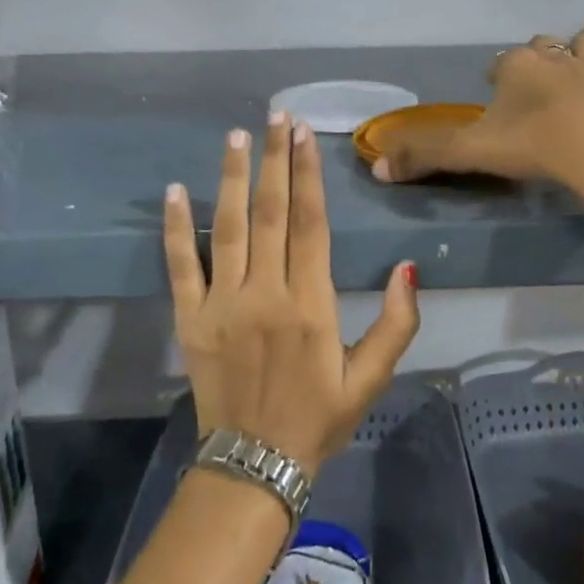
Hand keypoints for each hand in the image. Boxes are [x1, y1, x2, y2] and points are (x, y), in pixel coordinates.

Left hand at [164, 113, 419, 474]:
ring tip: (235, 137)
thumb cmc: (318, 418)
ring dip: (232, 179)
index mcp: (311, 304)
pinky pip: (181, 266)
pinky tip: (175, 191)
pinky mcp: (191, 320)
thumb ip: (396, 323)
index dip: (307, 175)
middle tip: (275, 117)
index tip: (304, 135)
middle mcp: (265, 294)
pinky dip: (175, 228)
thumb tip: (408, 267)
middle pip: (271, 213)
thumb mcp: (371, 378)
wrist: (255, 466)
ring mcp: (222, 304)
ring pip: (227, 228)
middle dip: (274, 160)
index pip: (310, 224)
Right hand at [369, 28, 583, 188]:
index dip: (495, 76)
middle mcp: (558, 59)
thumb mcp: (470, 152)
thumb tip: (377, 168)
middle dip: (538, 56)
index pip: (500, 62)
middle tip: (533, 85)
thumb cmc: (532, 147)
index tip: (492, 94)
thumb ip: (424, 156)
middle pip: (544, 45)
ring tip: (582, 70)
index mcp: (518, 65)